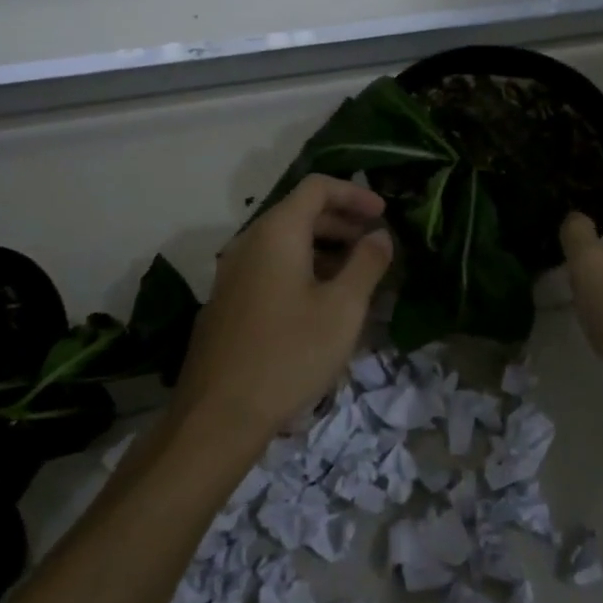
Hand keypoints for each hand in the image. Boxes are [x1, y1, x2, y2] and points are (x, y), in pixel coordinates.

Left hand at [174, 175, 393, 439]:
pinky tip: (322, 303)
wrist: (218, 415)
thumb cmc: (290, 353)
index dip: (355, 193)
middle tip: (376, 244)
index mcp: (277, 233)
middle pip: (300, 213)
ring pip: (285, 243)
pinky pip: (271, 268)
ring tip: (356, 276)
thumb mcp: (343, 309)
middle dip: (343, 222)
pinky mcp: (228, 302)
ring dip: (325, 248)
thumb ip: (367, 263)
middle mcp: (249, 243)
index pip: (317, 187)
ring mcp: (233, 273)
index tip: (384, 214)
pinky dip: (303, 269)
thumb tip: (380, 236)